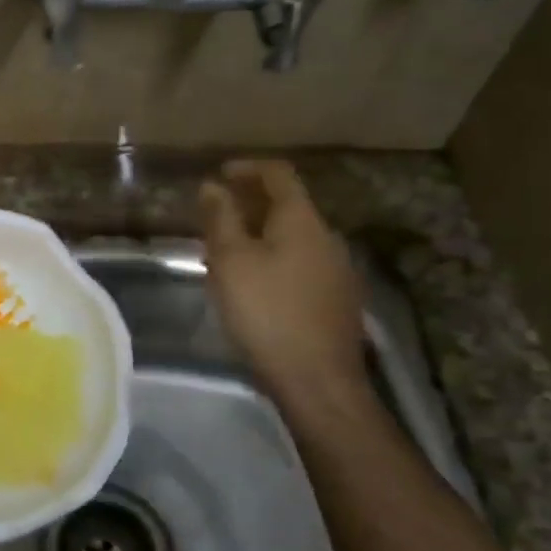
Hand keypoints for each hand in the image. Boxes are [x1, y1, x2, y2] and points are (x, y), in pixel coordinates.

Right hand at [199, 160, 368, 421]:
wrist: (318, 383)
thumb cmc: (267, 312)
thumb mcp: (231, 261)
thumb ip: (221, 218)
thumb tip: (213, 185)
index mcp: (302, 220)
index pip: (279, 174)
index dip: (247, 167)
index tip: (218, 174)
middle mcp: (327, 237)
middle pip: (288, 205)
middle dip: (250, 203)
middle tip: (216, 214)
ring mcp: (338, 270)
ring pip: (294, 237)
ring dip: (260, 233)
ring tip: (227, 250)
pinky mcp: (337, 300)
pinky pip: (301, 263)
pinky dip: (274, 258)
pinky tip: (254, 283)